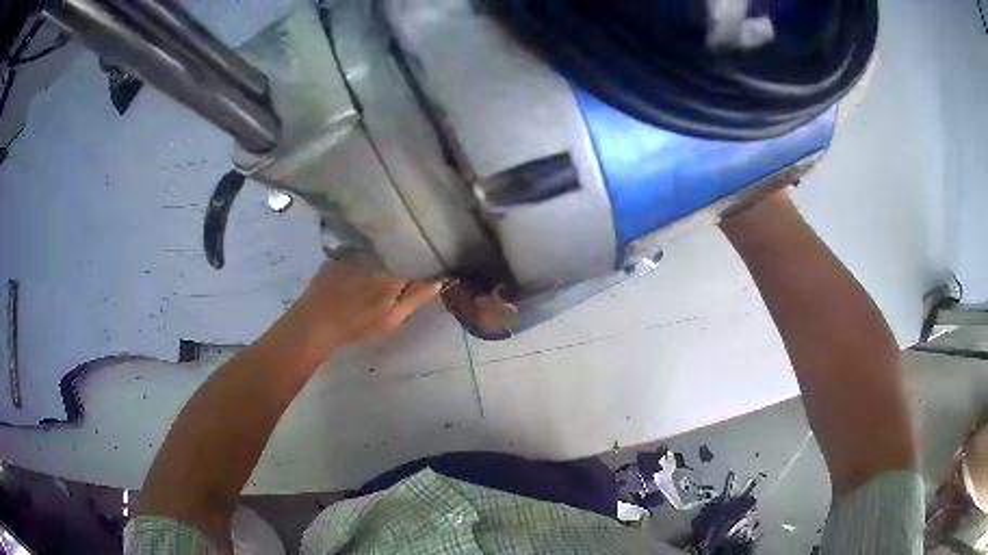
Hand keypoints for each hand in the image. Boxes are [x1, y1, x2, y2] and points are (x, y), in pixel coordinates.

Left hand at [279, 261, 442, 359]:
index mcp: (393, 269)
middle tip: (416, 259)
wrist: (315, 322)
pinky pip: (363, 245)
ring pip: (381, 244)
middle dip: (410, 250)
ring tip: (395, 255)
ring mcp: (356, 249)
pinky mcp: (341, 251)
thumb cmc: (356, 324)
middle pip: (400, 245)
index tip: (434, 260)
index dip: (427, 256)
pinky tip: (369, 259)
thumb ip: (416, 297)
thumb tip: (438, 279)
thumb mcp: (391, 318)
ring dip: (390, 248)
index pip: (418, 254)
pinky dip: (370, 249)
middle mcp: (377, 252)